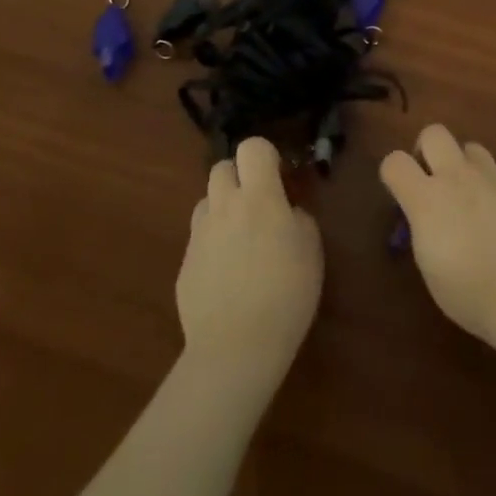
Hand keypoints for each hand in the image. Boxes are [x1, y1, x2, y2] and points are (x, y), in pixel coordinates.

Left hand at [177, 136, 322, 391]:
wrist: (236, 348)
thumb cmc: (286, 293)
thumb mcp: (311, 249)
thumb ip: (298, 218)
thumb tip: (287, 212)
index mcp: (259, 197)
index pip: (252, 147)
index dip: (266, 155)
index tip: (279, 176)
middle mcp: (224, 207)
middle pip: (221, 167)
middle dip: (240, 176)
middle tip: (259, 202)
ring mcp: (199, 236)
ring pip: (207, 201)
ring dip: (223, 207)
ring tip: (241, 237)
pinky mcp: (184, 265)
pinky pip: (199, 238)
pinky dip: (213, 243)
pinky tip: (228, 274)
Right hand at [379, 123, 495, 347]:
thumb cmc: (470, 292)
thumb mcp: (429, 265)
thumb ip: (423, 226)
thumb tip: (425, 214)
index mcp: (427, 199)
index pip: (395, 161)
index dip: (393, 174)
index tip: (400, 193)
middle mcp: (458, 177)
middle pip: (434, 132)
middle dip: (427, 150)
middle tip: (433, 180)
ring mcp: (492, 177)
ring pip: (470, 147)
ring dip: (463, 165)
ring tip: (468, 195)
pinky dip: (491, 187)